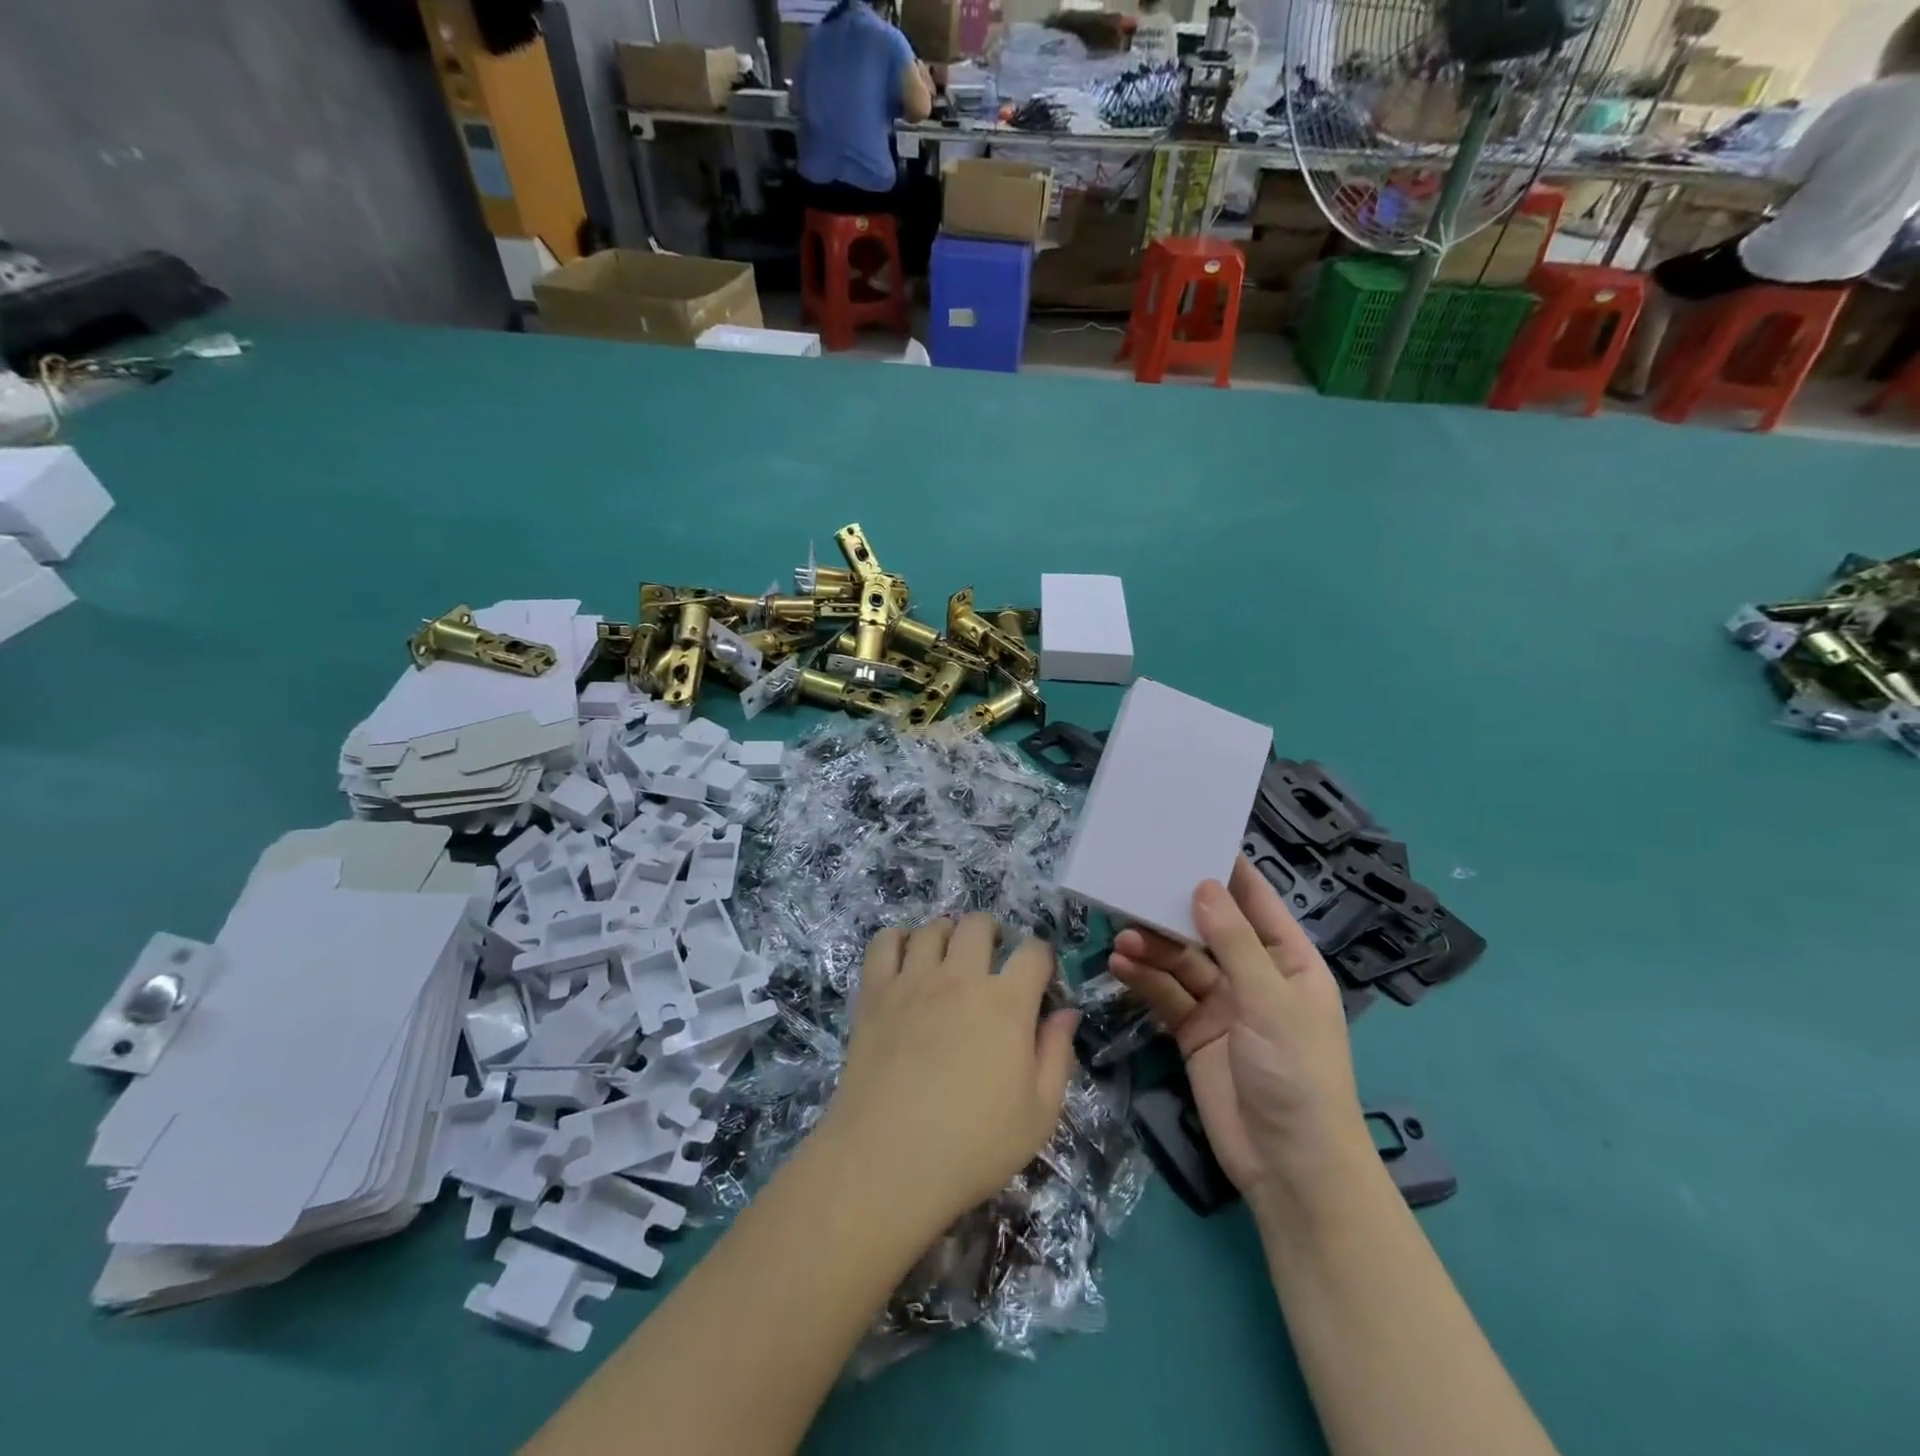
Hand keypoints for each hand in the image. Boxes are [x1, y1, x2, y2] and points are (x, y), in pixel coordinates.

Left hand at [819, 914, 1079, 1231]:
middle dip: (992, 933)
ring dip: (947, 934)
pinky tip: (906, 958)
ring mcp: (913, 981)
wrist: (888, 1161)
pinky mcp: (875, 992)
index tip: (1038, 978)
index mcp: (1006, 1003)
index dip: (1042, 958)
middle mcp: (960, 977)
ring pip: (933, 927)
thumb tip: (1067, 1013)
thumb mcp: (1039, 1114)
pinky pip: (885, 942)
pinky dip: (898, 939)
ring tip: (948, 958)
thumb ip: (1057, 1055)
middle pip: (979, 924)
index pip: (1033, 952)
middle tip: (991, 960)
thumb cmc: (973, 1145)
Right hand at [1109, 859, 1366, 1210]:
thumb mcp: (1270, 1001)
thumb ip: (1233, 941)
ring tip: (1121, 938)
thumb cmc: (1297, 1073)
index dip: (1227, 872)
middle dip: (1173, 913)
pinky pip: (1165, 994)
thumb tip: (1204, 884)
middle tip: (1134, 888)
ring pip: (1180, 961)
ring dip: (1152, 948)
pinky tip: (1120, 967)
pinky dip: (1143, 980)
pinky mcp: (1192, 1032)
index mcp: (1288, 960)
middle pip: (1208, 930)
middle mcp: (1254, 976)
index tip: (1189, 838)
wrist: (1289, 1167)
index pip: (1256, 903)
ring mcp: (1221, 1005)